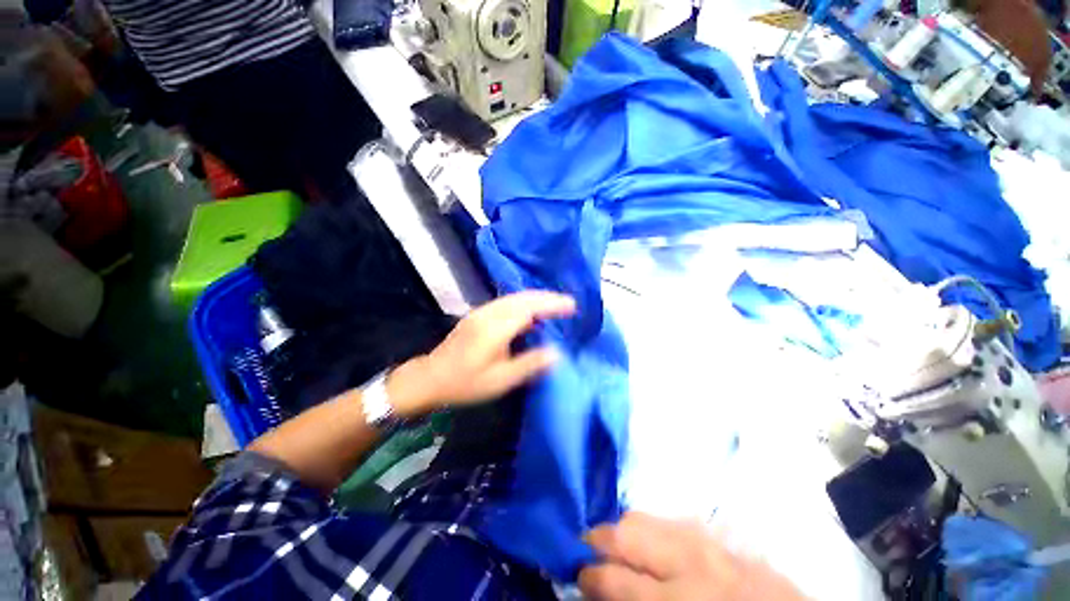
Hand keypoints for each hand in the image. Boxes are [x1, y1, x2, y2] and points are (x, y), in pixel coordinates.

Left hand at [387, 291, 575, 415]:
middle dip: (548, 298)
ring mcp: (481, 312)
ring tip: (555, 305)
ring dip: (537, 298)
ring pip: (514, 297)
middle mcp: (489, 314)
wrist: (430, 378)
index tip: (572, 306)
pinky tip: (531, 312)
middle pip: (523, 297)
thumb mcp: (500, 380)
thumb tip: (557, 353)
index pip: (529, 308)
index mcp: (495, 328)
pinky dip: (524, 302)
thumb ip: (529, 364)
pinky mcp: (478, 314)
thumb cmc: (466, 383)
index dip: (552, 305)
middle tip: (568, 304)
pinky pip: (507, 302)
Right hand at [580, 512, 806, 600]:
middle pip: (626, 531)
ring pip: (646, 516)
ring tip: (618, 548)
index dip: (587, 575)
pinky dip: (652, 528)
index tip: (576, 575)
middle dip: (599, 538)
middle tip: (588, 552)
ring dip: (624, 530)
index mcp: (679, 600)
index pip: (615, 579)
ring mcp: (709, 541)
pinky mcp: (722, 535)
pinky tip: (653, 546)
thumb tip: (602, 590)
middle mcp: (692, 561)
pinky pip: (672, 519)